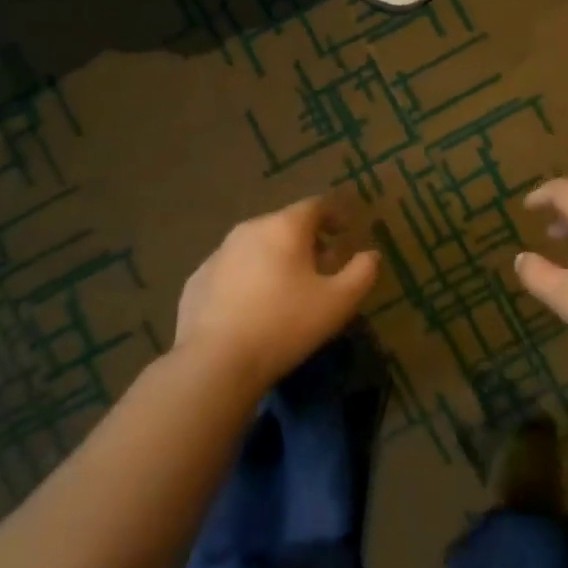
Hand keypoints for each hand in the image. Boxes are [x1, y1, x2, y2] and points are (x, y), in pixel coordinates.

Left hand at [175, 196, 380, 390]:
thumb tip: (370, 255)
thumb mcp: (338, 303)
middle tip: (322, 265)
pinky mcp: (197, 280)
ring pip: (256, 246)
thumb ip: (362, 273)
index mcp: (284, 227)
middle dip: (306, 240)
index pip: (315, 206)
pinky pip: (232, 270)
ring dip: (275, 258)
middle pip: (284, 224)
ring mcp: (217, 254)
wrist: (215, 362)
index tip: (345, 230)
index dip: (334, 214)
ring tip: (288, 288)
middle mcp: (248, 230)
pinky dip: (248, 278)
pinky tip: (254, 307)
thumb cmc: (285, 325)